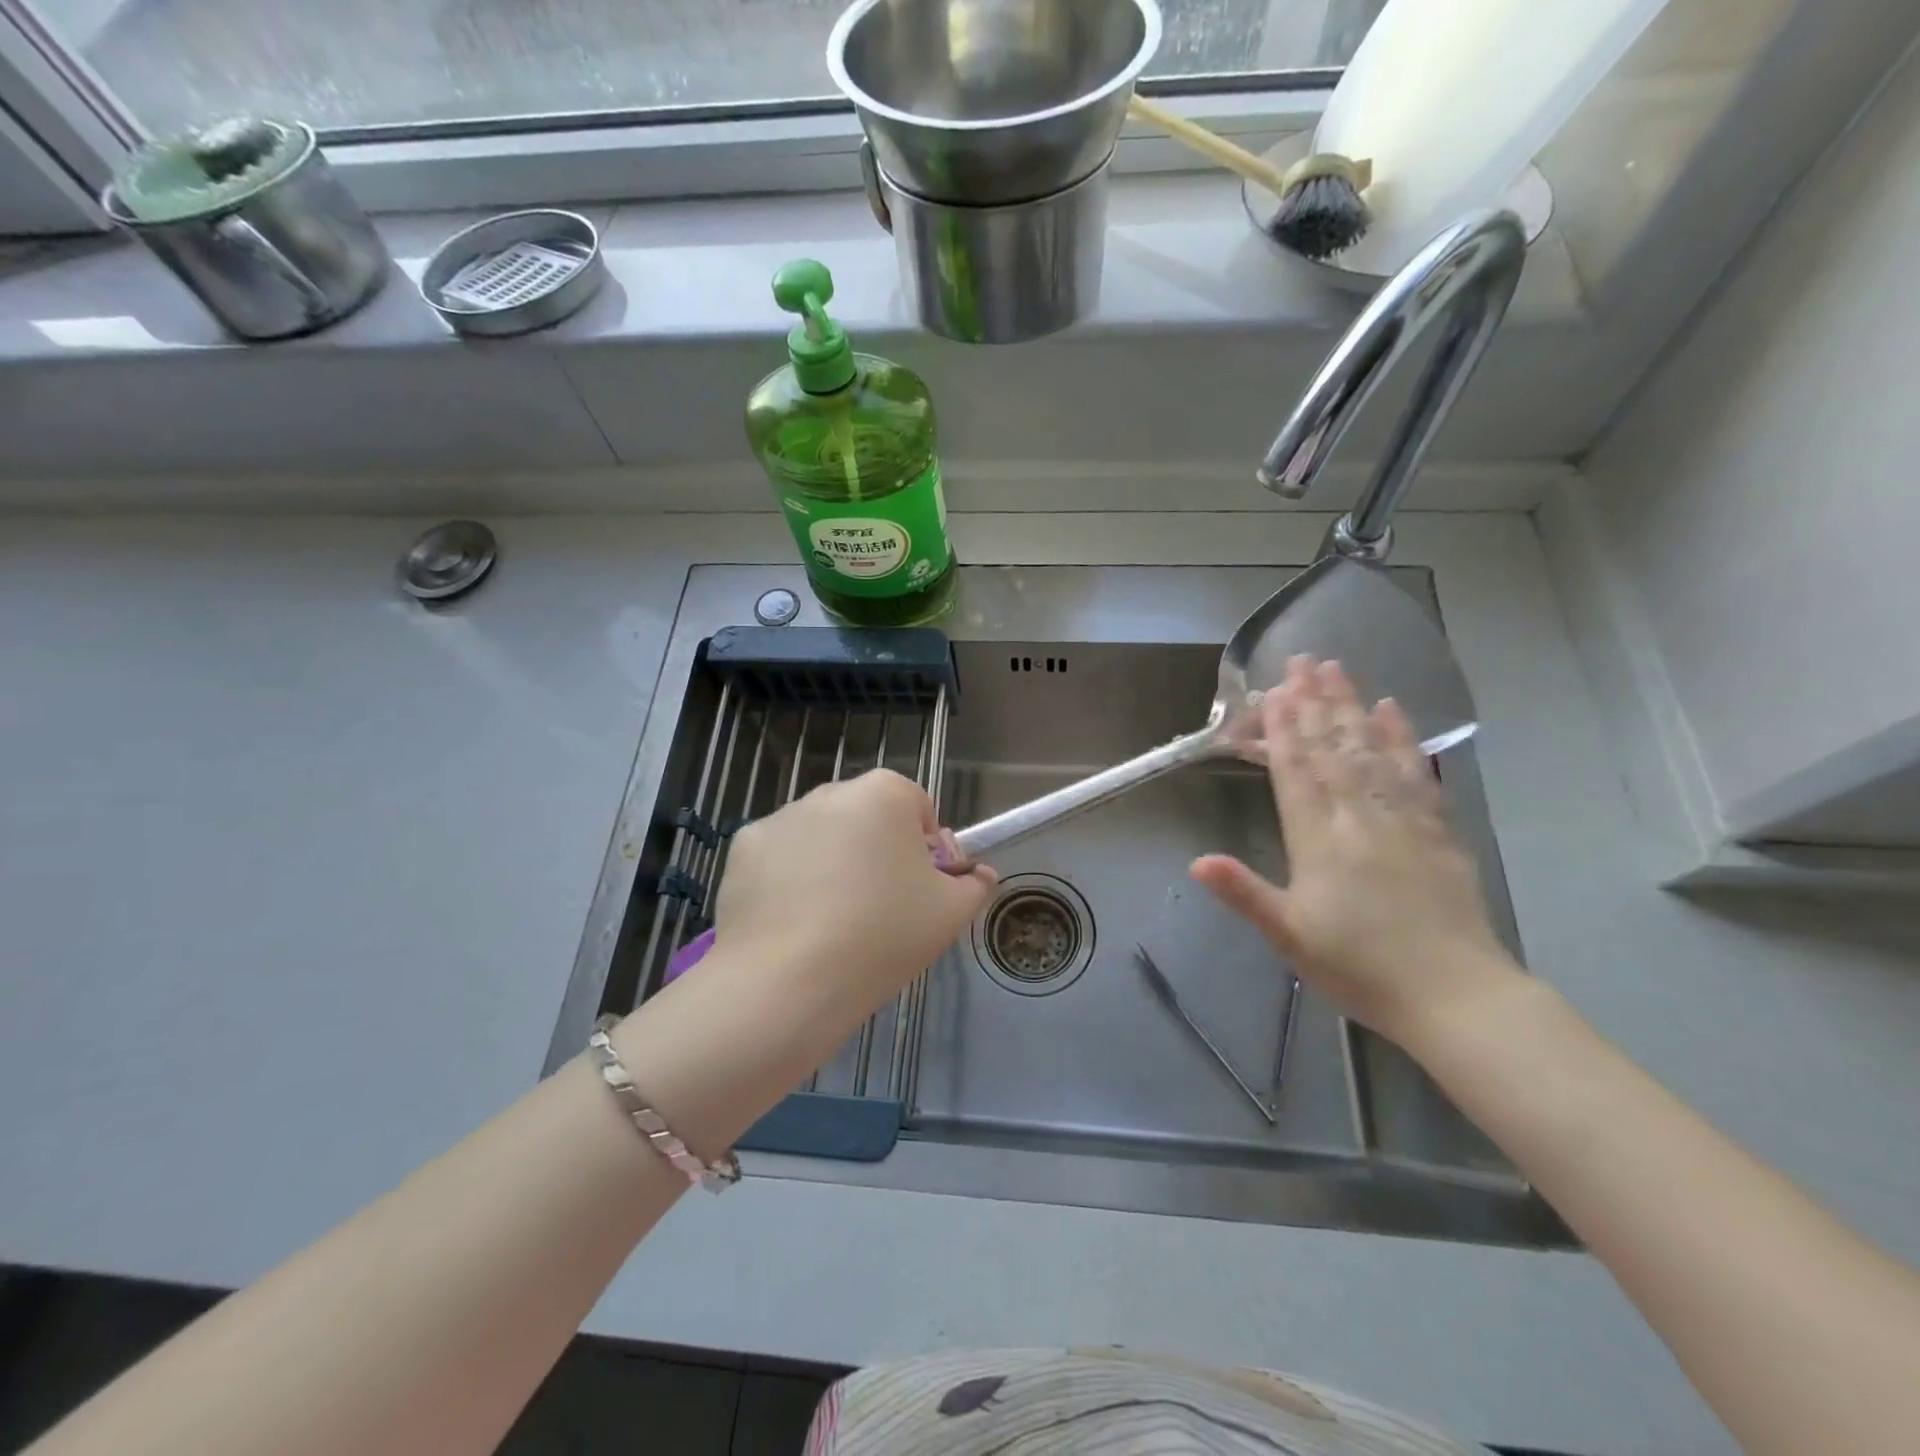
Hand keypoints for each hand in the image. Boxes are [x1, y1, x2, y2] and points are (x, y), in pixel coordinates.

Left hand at [714, 769, 996, 1013]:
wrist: (787, 983)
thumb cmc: (883, 936)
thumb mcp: (950, 914)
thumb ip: (974, 884)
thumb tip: (979, 875)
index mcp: (884, 793)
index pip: (918, 810)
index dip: (926, 852)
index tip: (920, 893)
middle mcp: (830, 792)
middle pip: (867, 818)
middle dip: (877, 852)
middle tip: (880, 909)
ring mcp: (780, 818)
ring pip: (822, 837)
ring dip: (833, 863)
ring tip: (832, 922)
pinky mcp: (742, 850)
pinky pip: (781, 858)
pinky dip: (790, 880)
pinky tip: (793, 923)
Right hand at [1191, 657, 1520, 1045]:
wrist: (1456, 997)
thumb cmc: (1360, 968)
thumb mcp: (1290, 936)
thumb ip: (1244, 893)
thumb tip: (1196, 860)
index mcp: (1320, 842)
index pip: (1296, 774)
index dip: (1282, 731)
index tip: (1272, 692)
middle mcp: (1360, 819)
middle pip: (1333, 750)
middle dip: (1313, 703)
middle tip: (1301, 660)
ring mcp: (1403, 820)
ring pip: (1371, 751)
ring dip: (1351, 707)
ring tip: (1337, 670)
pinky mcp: (1438, 831)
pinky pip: (1416, 773)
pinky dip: (1403, 738)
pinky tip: (1393, 710)